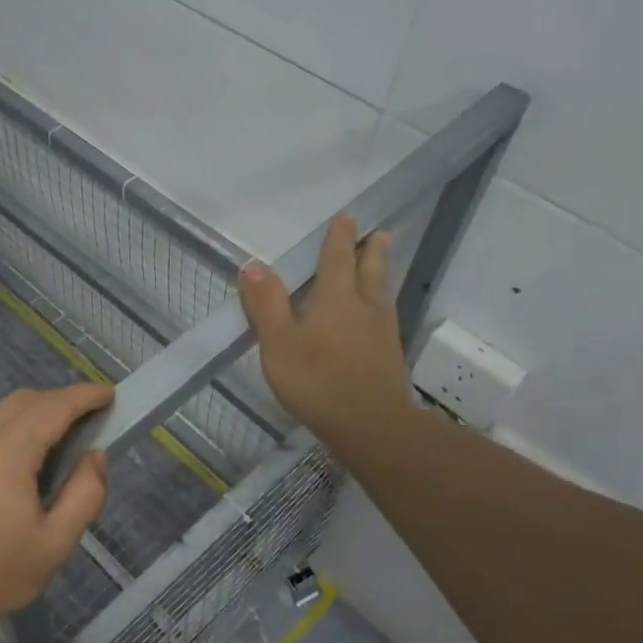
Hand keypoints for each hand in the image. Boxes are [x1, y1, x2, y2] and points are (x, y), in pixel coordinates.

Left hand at [0, 383, 111, 636]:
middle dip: (59, 401)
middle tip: (86, 420)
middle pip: (24, 401)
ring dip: (30, 417)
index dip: (85, 396)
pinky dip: (3, 435)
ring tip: (52, 446)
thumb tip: (95, 455)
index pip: (54, 407)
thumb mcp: (55, 543)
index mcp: (7, 453)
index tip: (109, 395)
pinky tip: (9, 468)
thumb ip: (86, 494)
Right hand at [238, 215, 414, 453]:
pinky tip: (381, 315)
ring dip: (382, 273)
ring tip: (383, 263)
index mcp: (335, 299)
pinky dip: (383, 304)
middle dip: (371, 250)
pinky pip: (387, 317)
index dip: (340, 238)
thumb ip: (266, 304)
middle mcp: (364, 307)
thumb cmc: (318, 381)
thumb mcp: (279, 343)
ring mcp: (382, 332)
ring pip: (383, 292)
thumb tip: (252, 265)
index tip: (347, 218)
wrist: (371, 425)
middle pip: (370, 271)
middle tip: (378, 234)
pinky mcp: (390, 356)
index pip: (337, 259)